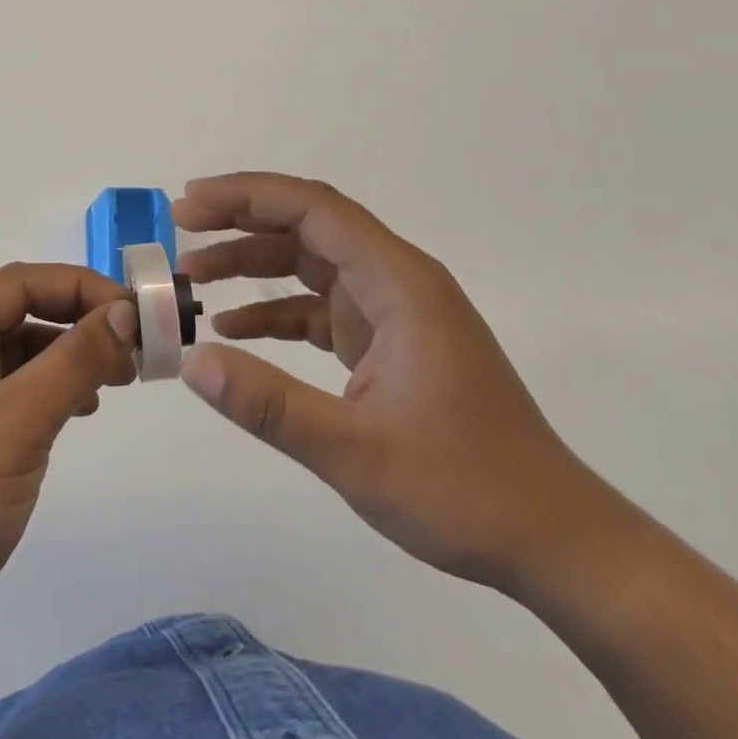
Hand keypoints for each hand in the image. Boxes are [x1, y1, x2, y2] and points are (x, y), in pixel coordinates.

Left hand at [0, 263, 138, 655]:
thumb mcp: (16, 424)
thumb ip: (75, 360)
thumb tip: (125, 311)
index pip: (20, 282)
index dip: (83, 289)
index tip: (139, 313)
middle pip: (21, 311)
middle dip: (80, 323)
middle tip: (137, 349)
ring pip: (20, 350)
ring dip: (70, 357)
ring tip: (118, 380)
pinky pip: (13, 388)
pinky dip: (51, 389)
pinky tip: (81, 408)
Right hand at [176, 172, 597, 589]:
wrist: (556, 543)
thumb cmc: (466, 490)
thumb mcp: (356, 453)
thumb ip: (270, 405)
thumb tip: (192, 361)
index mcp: (399, 282)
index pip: (313, 209)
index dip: (248, 195)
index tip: (191, 202)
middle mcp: (396, 280)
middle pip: (308, 224)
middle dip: (242, 219)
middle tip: (181, 227)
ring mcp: (393, 310)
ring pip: (310, 262)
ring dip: (253, 263)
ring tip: (194, 276)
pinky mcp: (387, 341)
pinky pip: (320, 306)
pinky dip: (276, 308)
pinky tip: (235, 328)